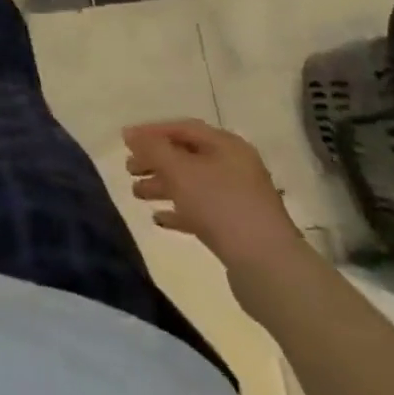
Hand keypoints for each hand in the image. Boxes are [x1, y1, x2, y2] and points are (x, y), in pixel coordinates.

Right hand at [122, 119, 303, 273]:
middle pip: (187, 156)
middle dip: (155, 161)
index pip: (183, 128)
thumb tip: (129, 133)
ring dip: (163, 186)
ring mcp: (238, 198)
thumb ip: (152, 148)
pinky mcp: (237, 227)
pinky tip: (159, 219)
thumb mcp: (179, 170)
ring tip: (136, 194)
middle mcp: (235, 167)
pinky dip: (179, 211)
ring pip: (192, 184)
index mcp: (227, 146)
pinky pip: (201, 210)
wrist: (267, 266)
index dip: (152, 132)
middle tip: (129, 170)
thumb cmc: (220, 205)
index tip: (125, 142)